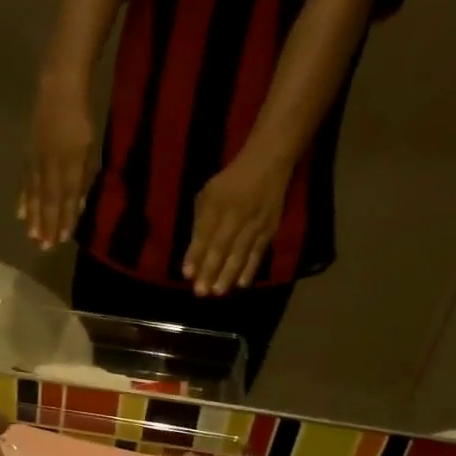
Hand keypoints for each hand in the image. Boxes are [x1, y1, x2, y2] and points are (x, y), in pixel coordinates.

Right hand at [17, 75, 96, 250]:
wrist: (58, 86)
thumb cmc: (81, 117)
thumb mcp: (90, 149)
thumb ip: (83, 178)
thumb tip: (78, 206)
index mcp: (70, 164)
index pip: (66, 199)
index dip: (63, 220)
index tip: (61, 240)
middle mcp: (50, 165)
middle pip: (48, 200)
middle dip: (46, 225)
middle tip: (43, 247)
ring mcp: (35, 160)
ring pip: (34, 194)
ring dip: (32, 217)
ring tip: (31, 236)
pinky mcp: (27, 154)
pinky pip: (24, 181)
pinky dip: (22, 198)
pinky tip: (20, 213)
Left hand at [184, 154, 288, 295]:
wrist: (268, 163)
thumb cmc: (231, 180)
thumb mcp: (208, 193)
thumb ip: (201, 221)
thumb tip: (194, 252)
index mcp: (216, 206)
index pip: (203, 235)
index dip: (194, 255)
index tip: (186, 274)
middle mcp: (234, 217)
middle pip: (220, 248)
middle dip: (209, 271)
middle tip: (200, 292)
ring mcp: (253, 224)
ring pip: (239, 254)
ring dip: (227, 275)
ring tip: (217, 292)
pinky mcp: (269, 230)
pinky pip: (258, 253)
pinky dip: (249, 270)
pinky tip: (240, 284)